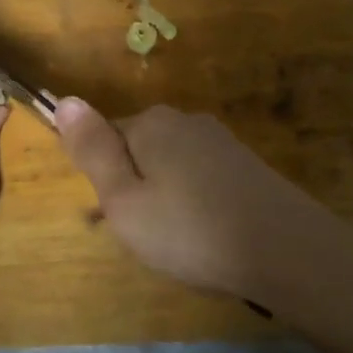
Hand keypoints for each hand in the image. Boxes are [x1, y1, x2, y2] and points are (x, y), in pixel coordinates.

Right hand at [54, 99, 352, 310]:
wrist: (287, 251)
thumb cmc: (190, 230)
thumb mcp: (124, 199)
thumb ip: (92, 150)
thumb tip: (65, 100)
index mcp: (150, 124)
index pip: (104, 137)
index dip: (103, 180)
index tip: (113, 218)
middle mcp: (185, 121)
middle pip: (139, 150)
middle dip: (134, 187)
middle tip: (144, 234)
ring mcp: (220, 142)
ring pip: (171, 166)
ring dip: (164, 198)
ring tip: (176, 242)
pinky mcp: (246, 165)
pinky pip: (201, 178)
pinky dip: (194, 203)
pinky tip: (207, 235)